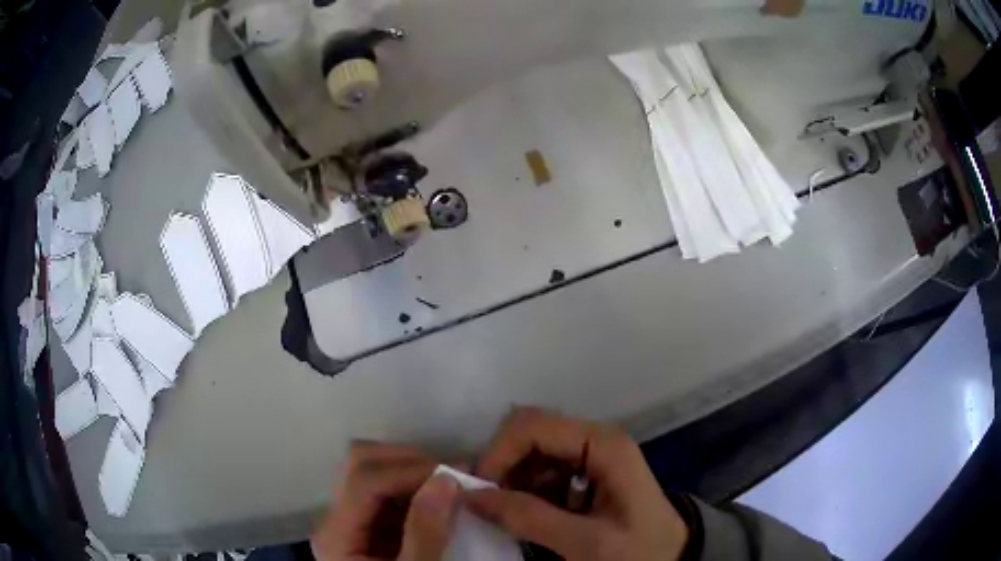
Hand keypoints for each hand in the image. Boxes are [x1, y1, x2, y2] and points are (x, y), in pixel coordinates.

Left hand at [311, 442, 459, 560]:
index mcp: (336, 535)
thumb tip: (446, 479)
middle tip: (455, 474)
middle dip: (409, 462)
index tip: (457, 474)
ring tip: (456, 483)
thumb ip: (425, 532)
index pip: (364, 481)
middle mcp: (336, 520)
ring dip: (415, 472)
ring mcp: (352, 522)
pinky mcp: (370, 528)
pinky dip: (417, 489)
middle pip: (360, 465)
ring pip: (374, 473)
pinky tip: (444, 499)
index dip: (409, 469)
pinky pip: (390, 495)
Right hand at [467, 407, 688, 560]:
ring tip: (512, 514)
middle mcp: (596, 438)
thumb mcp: (587, 542)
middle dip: (503, 464)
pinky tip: (532, 513)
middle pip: (530, 431)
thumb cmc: (640, 551)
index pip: (533, 425)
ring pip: (532, 449)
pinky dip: (526, 488)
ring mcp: (592, 454)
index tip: (480, 492)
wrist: (673, 558)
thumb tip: (472, 496)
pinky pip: (543, 468)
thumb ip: (530, 518)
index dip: (499, 453)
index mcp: (603, 445)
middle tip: (491, 504)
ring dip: (513, 478)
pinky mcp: (587, 471)